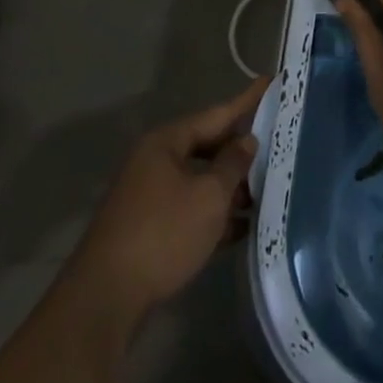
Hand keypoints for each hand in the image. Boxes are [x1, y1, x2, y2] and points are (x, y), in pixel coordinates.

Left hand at [70, 75, 269, 321]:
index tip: (272, 82)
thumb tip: (246, 141)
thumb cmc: (163, 233)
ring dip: (230, 187)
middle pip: (207, 146)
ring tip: (267, 191)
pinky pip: (190, 209)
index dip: (247, 100)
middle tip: (277, 144)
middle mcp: (155, 162)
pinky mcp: (149, 229)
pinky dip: (214, 214)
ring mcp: (149, 196)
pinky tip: (242, 227)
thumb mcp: (209, 196)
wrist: (105, 300)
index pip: (217, 114)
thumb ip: (233, 165)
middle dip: (241, 151)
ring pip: (199, 180)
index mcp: (166, 142)